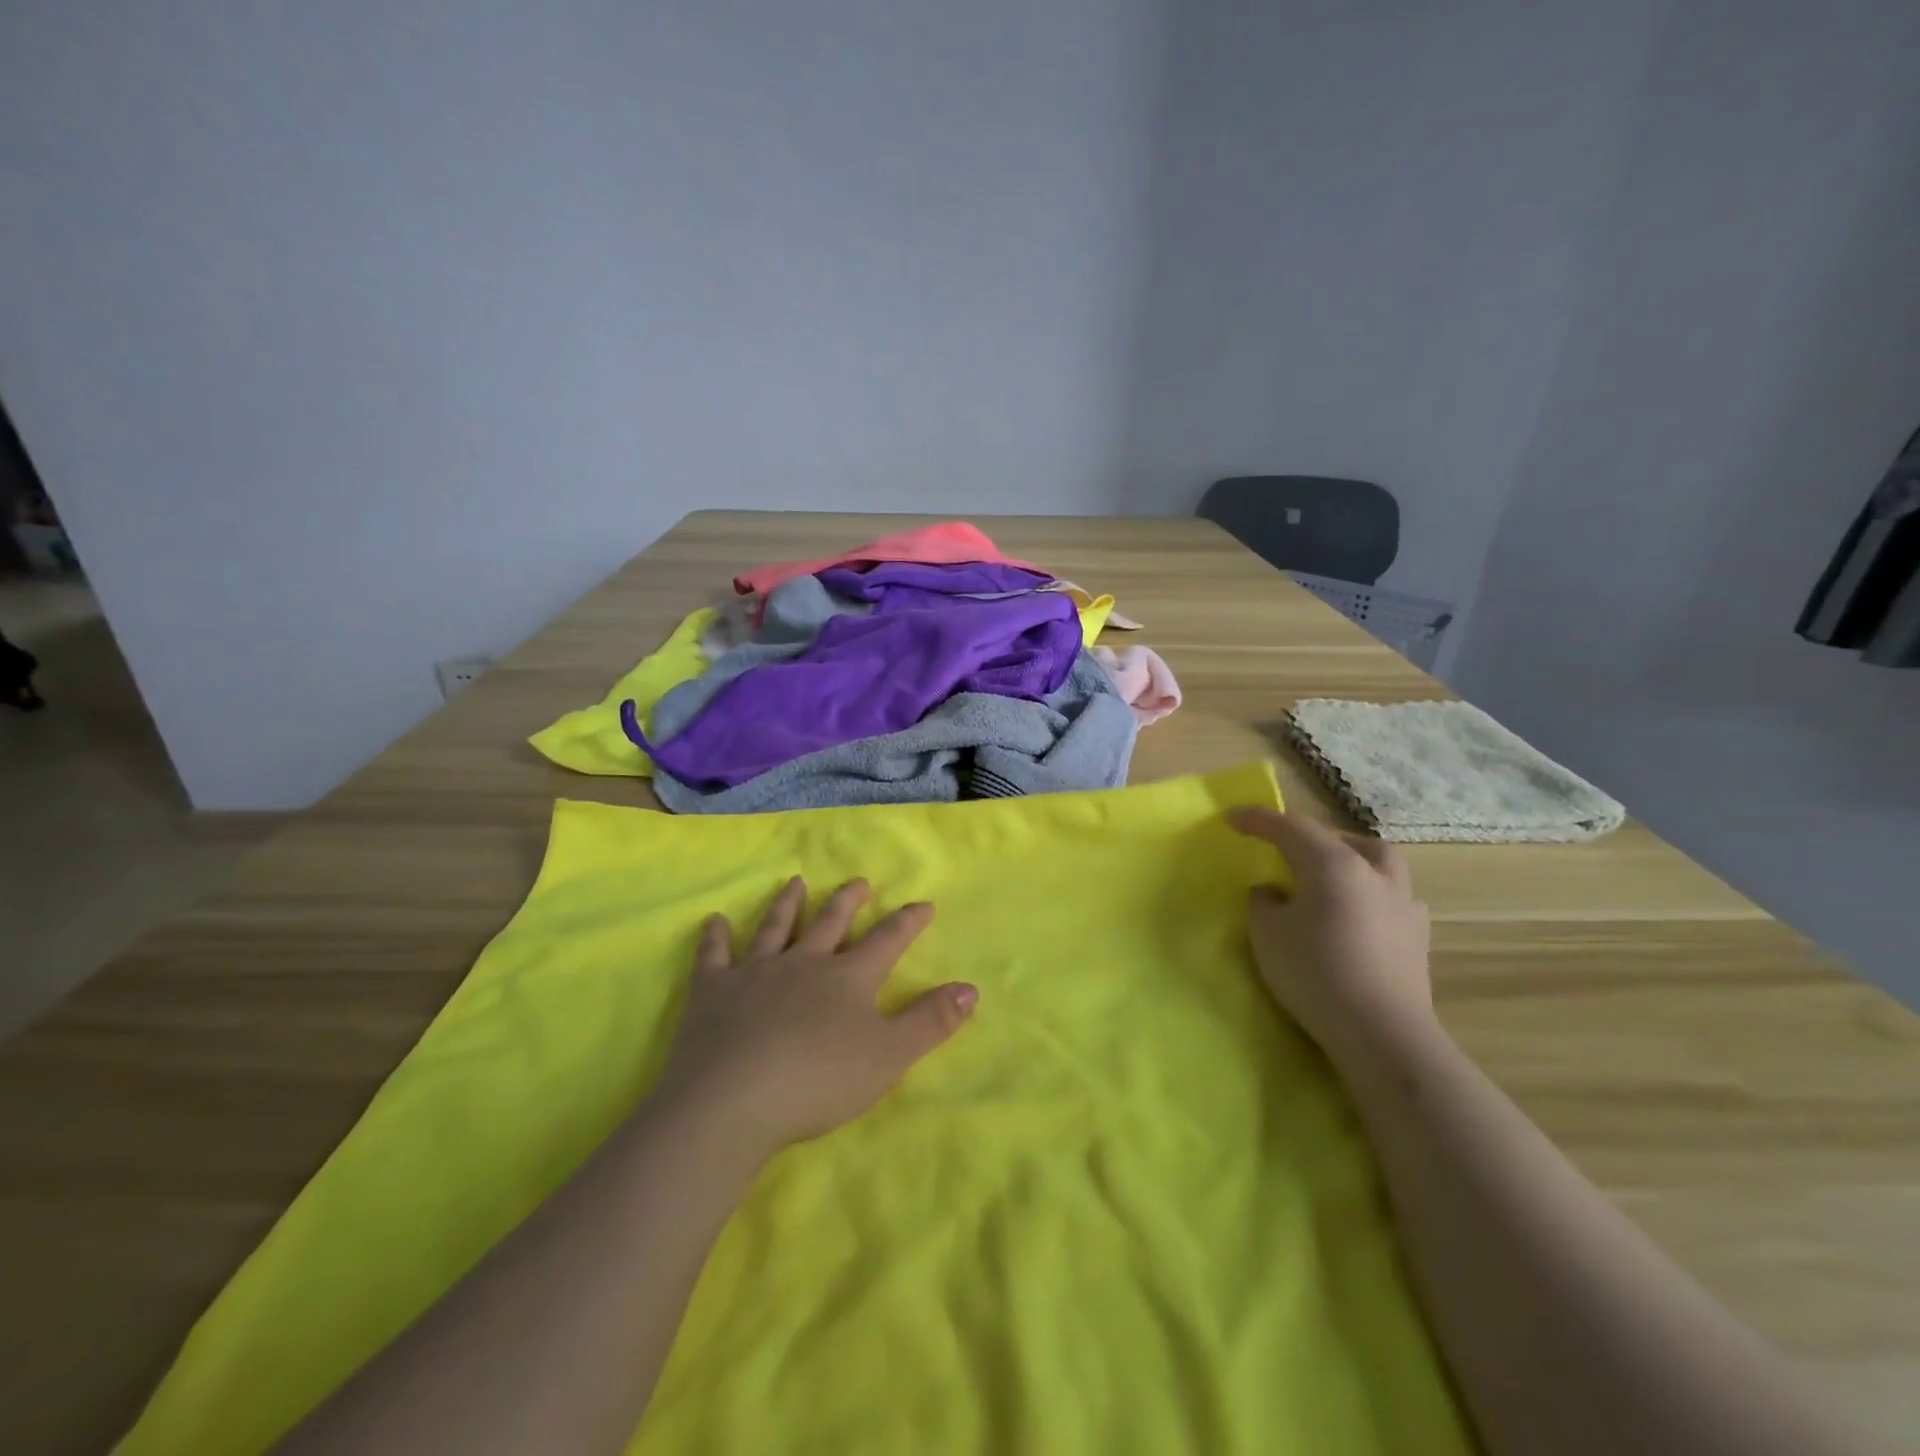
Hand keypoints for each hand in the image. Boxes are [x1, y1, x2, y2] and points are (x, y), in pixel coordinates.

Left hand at [654, 877, 976, 1157]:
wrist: (731, 1100)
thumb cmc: (818, 1081)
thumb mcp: (888, 1057)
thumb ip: (930, 1021)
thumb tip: (971, 988)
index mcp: (847, 978)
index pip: (886, 941)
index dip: (907, 922)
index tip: (923, 904)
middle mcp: (803, 962)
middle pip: (830, 923)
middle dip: (848, 901)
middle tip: (858, 880)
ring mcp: (755, 972)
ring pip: (776, 927)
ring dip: (788, 904)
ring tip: (796, 882)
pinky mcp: (712, 991)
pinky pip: (714, 955)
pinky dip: (715, 936)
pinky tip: (714, 920)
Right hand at [1228, 807, 1434, 1067]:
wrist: (1380, 1031)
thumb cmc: (1315, 972)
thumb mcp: (1267, 933)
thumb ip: (1263, 903)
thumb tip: (1273, 892)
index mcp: (1332, 864)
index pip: (1290, 828)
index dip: (1258, 820)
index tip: (1232, 817)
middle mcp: (1372, 873)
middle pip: (1341, 838)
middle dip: (1310, 836)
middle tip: (1286, 847)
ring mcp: (1402, 903)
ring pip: (1380, 861)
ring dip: (1352, 858)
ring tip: (1332, 874)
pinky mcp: (1417, 936)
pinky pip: (1395, 897)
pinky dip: (1373, 893)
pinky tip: (1361, 913)